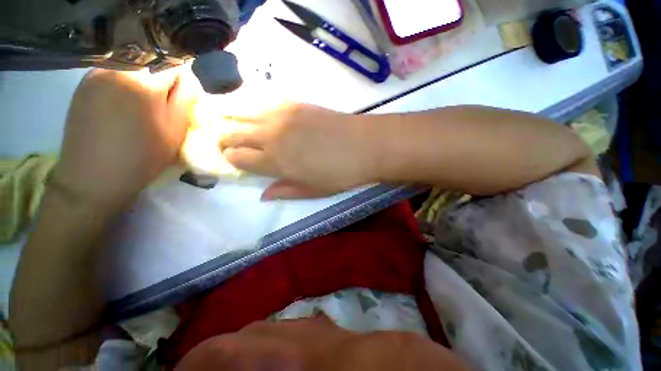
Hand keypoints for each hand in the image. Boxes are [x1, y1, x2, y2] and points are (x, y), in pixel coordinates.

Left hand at [54, 68, 197, 209]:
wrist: (94, 178)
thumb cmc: (142, 156)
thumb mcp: (176, 129)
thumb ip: (185, 98)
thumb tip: (187, 79)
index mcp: (144, 81)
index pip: (175, 67)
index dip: (183, 86)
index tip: (182, 105)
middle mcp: (118, 67)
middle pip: (153, 66)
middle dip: (162, 85)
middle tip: (162, 111)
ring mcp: (96, 74)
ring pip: (133, 71)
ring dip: (142, 86)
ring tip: (139, 112)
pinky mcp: (83, 85)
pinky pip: (113, 77)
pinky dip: (123, 88)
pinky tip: (120, 110)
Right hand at [220, 103, 373, 198]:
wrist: (364, 147)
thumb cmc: (340, 174)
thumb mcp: (313, 191)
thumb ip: (285, 191)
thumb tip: (263, 195)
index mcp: (275, 162)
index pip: (238, 157)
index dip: (231, 158)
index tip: (233, 159)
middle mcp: (272, 136)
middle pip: (233, 133)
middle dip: (224, 139)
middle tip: (226, 142)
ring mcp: (282, 116)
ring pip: (243, 113)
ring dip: (232, 119)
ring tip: (230, 122)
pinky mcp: (295, 103)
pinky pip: (264, 101)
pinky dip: (253, 106)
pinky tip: (254, 111)